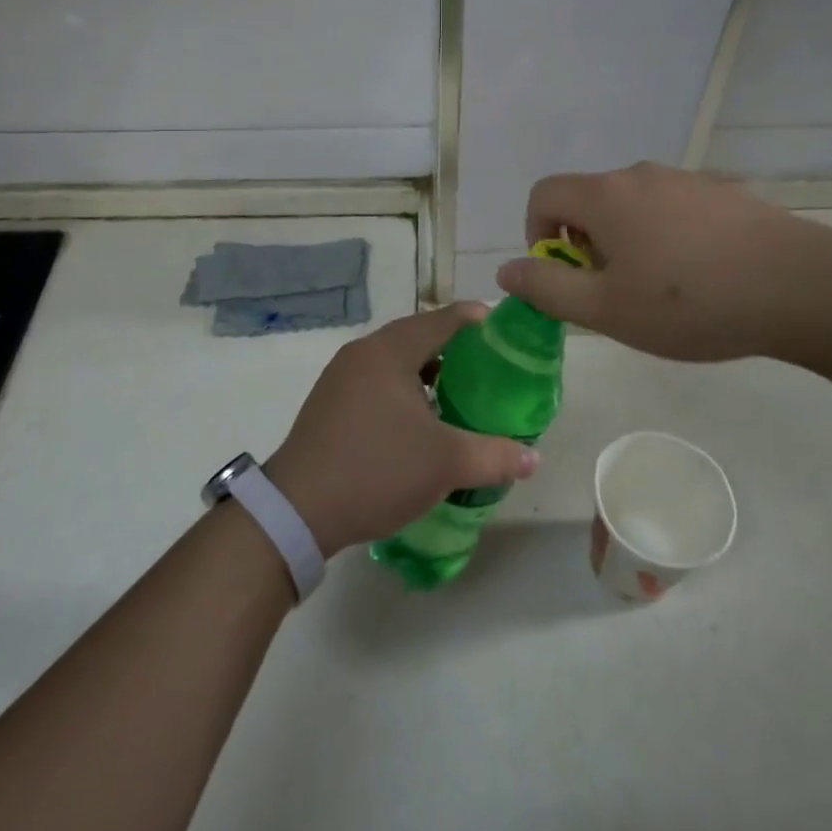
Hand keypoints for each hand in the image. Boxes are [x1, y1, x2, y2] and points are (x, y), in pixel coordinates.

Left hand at [266, 305, 539, 556]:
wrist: (297, 511)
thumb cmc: (376, 470)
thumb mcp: (444, 464)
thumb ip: (494, 456)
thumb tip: (533, 459)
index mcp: (389, 351)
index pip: (442, 319)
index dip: (475, 319)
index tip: (503, 328)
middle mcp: (363, 352)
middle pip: (417, 336)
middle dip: (454, 347)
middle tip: (488, 366)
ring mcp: (341, 377)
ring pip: (395, 361)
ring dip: (427, 371)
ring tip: (458, 393)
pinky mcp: (330, 403)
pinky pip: (377, 381)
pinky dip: (404, 389)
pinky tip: (420, 420)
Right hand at [494, 162, 831, 364]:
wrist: (801, 286)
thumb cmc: (690, 302)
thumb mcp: (606, 309)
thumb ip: (546, 288)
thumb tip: (506, 269)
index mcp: (605, 195)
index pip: (543, 194)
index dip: (536, 233)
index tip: (563, 275)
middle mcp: (639, 174)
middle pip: (588, 199)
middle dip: (584, 244)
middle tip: (613, 292)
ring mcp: (684, 179)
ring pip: (630, 204)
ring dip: (625, 241)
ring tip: (659, 289)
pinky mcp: (721, 192)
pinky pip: (670, 208)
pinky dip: (663, 235)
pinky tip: (700, 276)